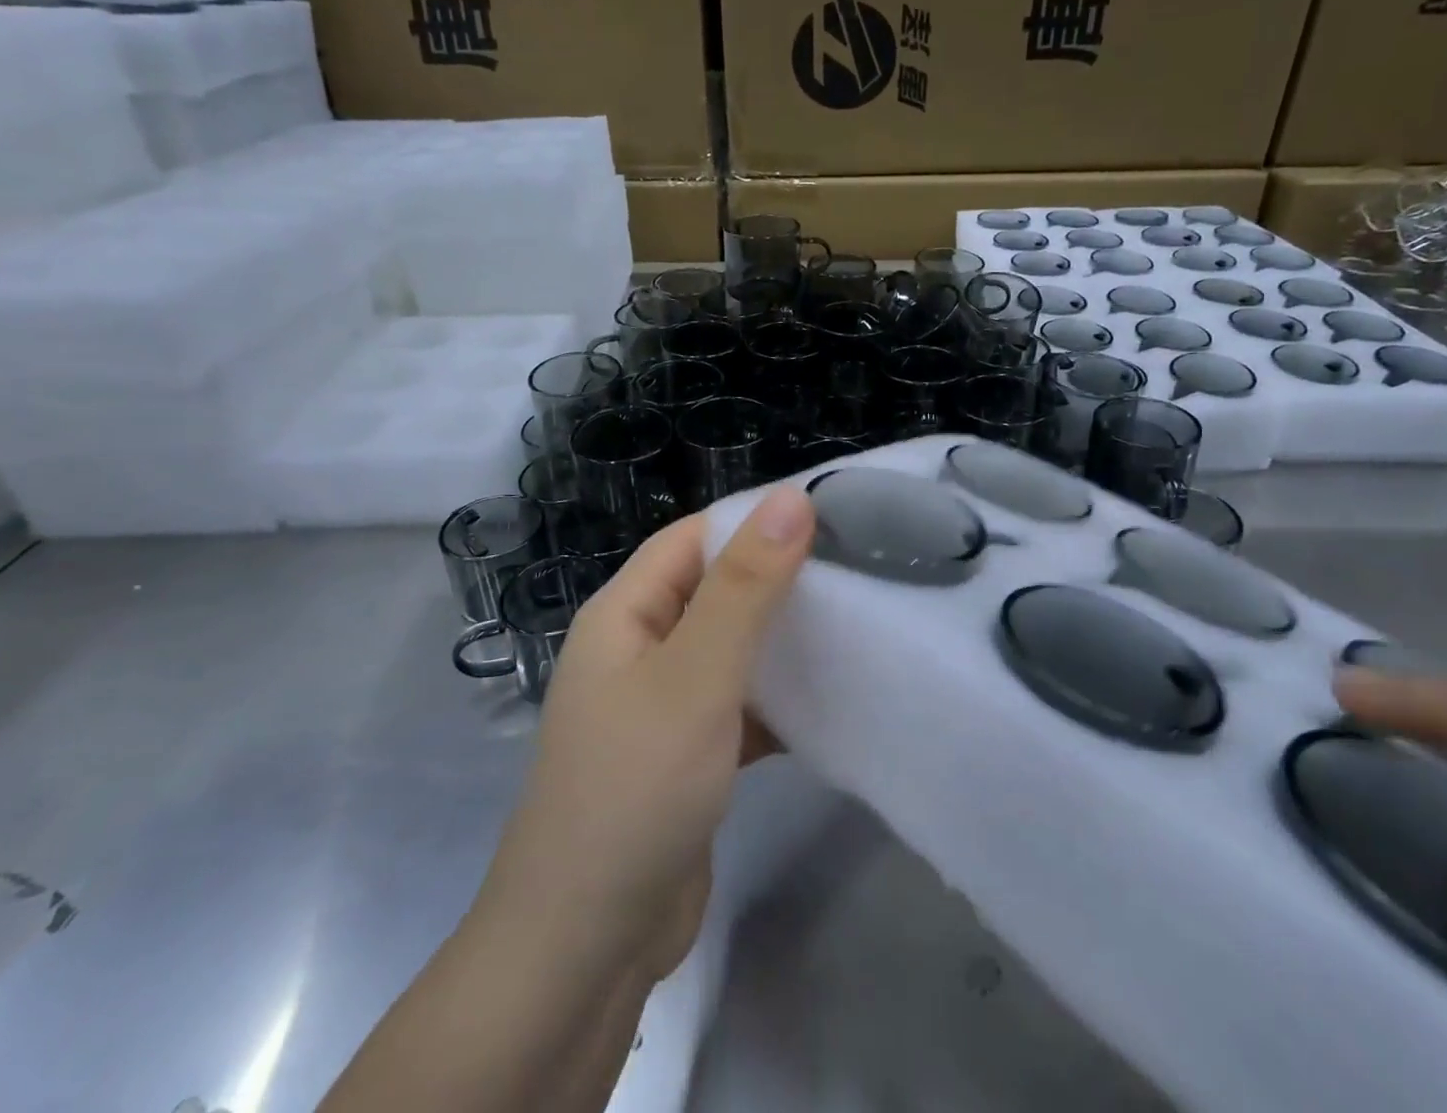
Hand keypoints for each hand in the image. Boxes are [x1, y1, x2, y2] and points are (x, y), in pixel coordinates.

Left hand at [477, 488, 815, 984]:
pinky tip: (834, 698)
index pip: (695, 537)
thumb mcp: (696, 675)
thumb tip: (790, 497)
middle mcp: (640, 648)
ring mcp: (663, 705)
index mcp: (626, 613)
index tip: (832, 517)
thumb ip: (745, 587)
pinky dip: (779, 699)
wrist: (586, 948)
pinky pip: (740, 704)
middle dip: (779, 579)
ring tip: (860, 621)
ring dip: (783, 640)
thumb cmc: (635, 788)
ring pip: (732, 649)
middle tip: (859, 568)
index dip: (756, 521)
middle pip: (716, 590)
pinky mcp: (688, 756)